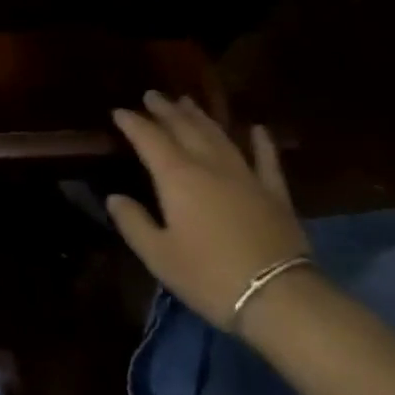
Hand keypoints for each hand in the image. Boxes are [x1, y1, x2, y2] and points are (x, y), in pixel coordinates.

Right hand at [106, 91, 308, 328]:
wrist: (280, 298)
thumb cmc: (210, 277)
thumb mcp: (159, 256)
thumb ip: (133, 223)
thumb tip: (114, 197)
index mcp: (177, 176)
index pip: (149, 138)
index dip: (132, 123)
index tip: (118, 111)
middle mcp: (209, 165)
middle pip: (184, 128)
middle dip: (165, 110)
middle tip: (152, 95)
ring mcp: (245, 176)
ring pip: (218, 136)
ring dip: (201, 117)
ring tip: (187, 101)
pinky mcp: (275, 194)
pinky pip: (266, 160)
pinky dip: (261, 143)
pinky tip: (257, 129)